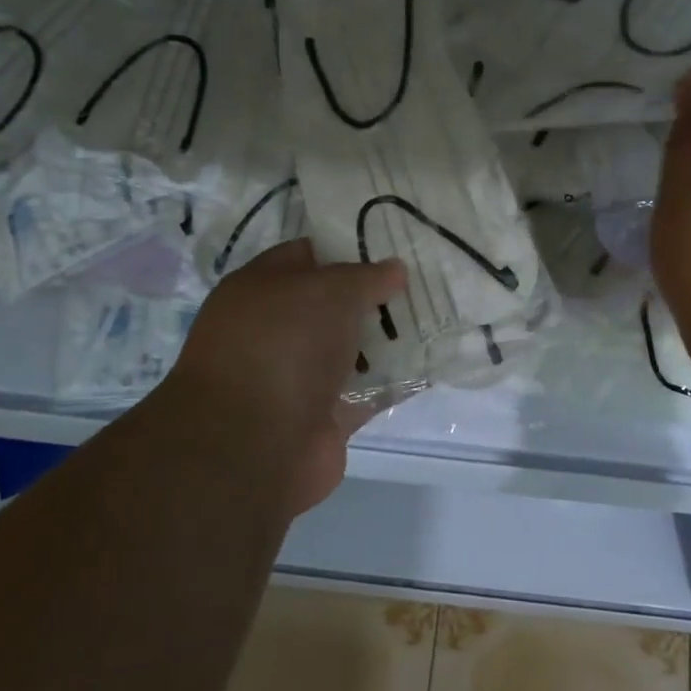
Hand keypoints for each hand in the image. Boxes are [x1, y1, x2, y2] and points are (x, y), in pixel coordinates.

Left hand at [153, 240, 404, 516]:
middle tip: (423, 282)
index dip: (348, 247)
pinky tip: (429, 365)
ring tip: (436, 319)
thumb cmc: (284, 345)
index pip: (307, 255)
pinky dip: (392, 382)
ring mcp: (297, 376)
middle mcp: (275, 330)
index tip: (393, 244)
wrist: (254, 446)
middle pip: (333, 305)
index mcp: (260, 289)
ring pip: (351, 348)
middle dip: (375, 295)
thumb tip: (395, 269)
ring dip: (387, 340)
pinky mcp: (321, 417)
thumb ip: (366, 276)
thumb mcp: (329, 290)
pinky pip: (365, 391)